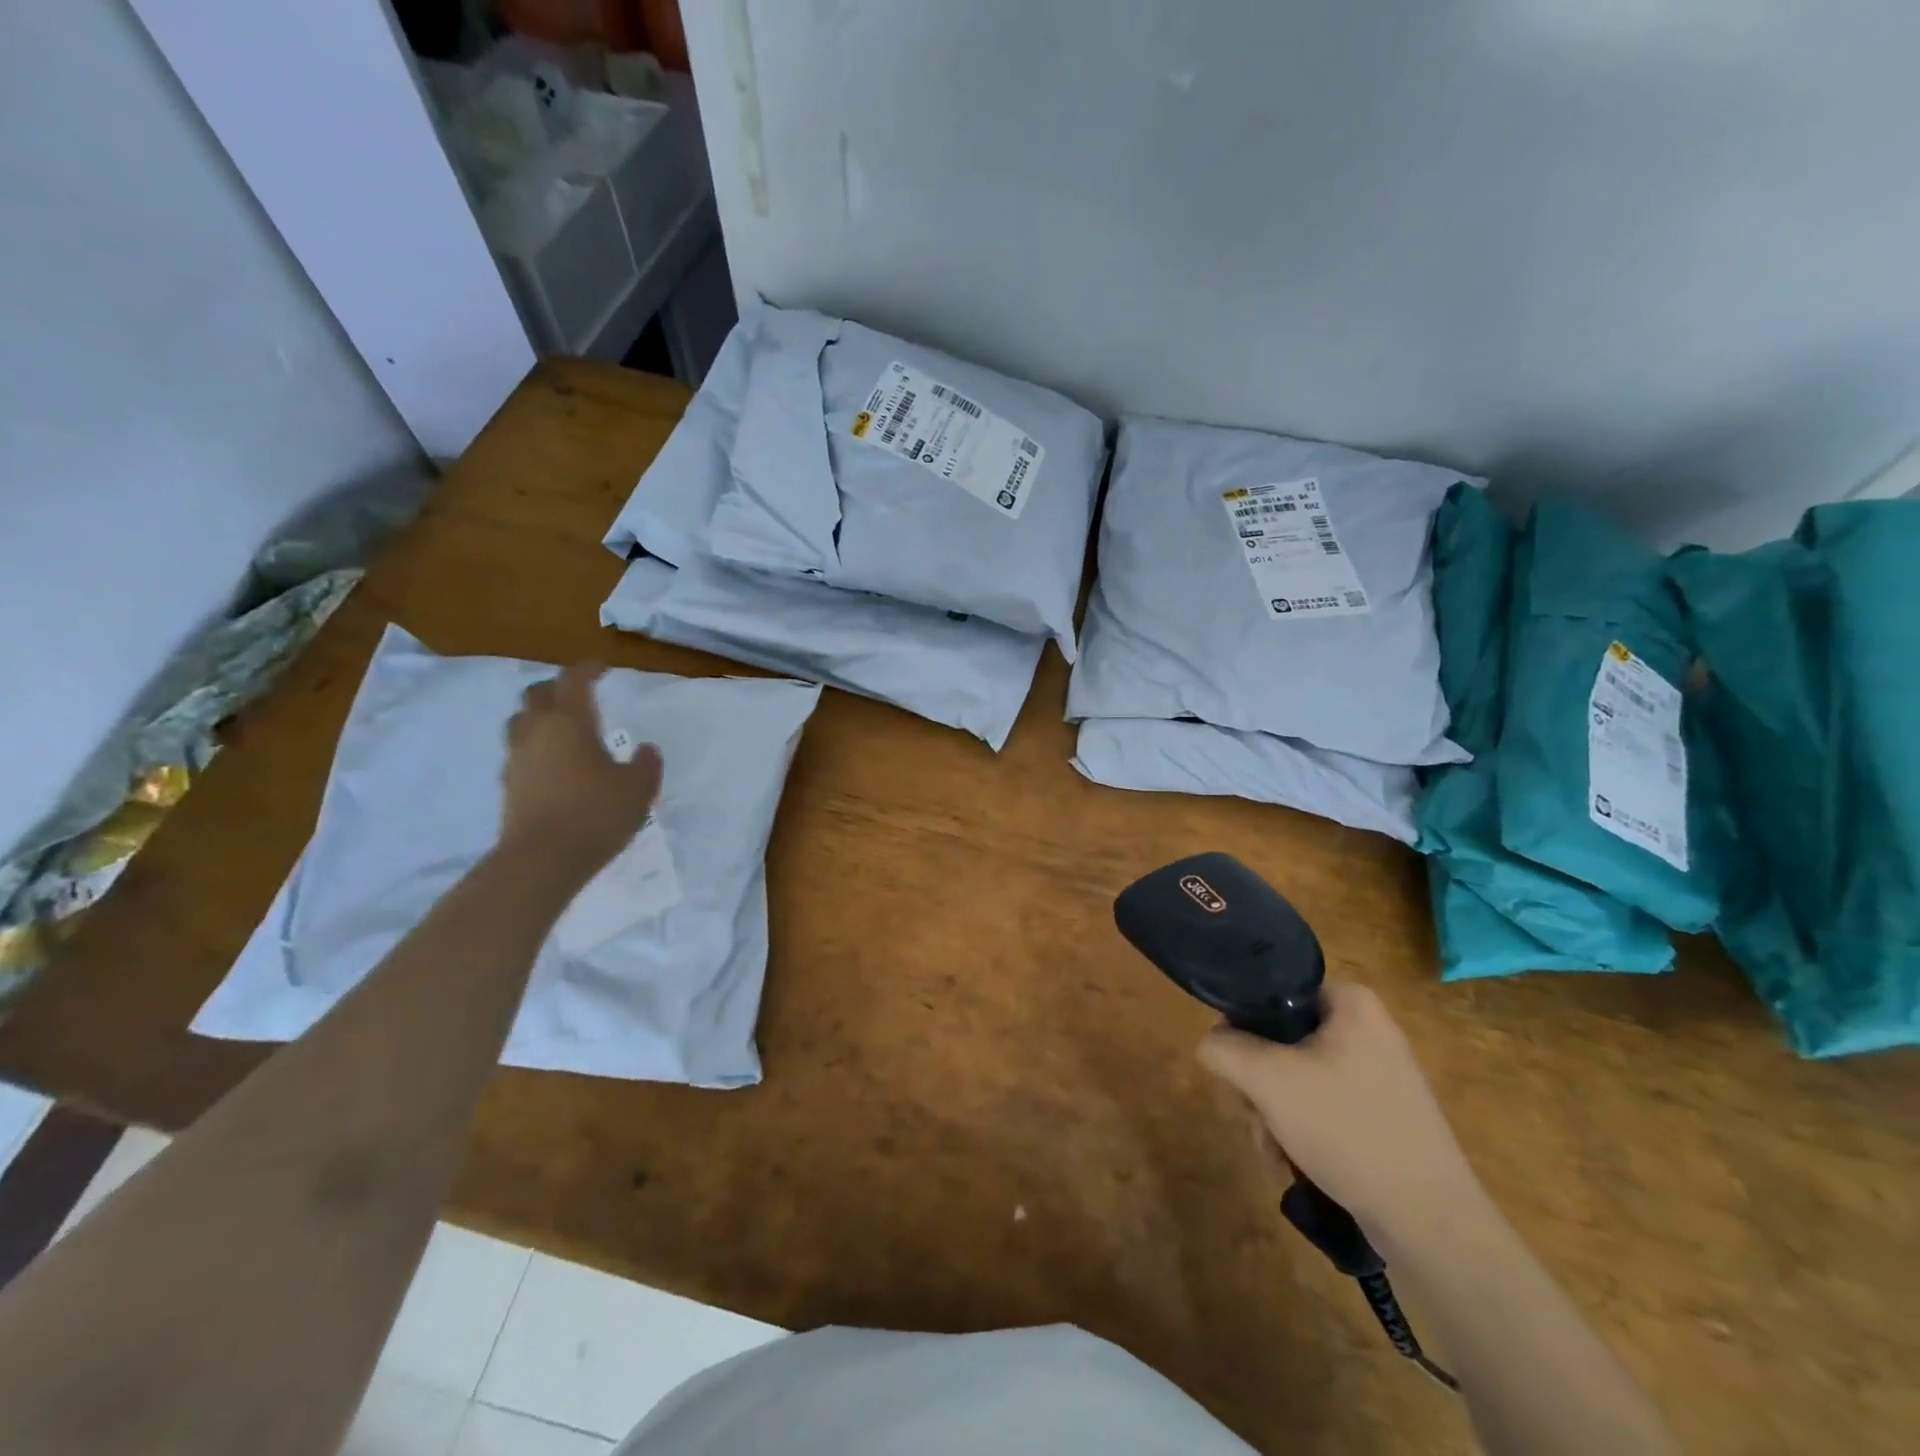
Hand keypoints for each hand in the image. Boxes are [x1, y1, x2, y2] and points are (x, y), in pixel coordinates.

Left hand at [499, 664, 662, 877]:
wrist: (542, 860)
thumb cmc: (595, 814)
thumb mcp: (638, 788)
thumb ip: (646, 764)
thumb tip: (645, 749)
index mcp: (569, 722)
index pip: (573, 680)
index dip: (587, 670)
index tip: (602, 669)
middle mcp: (537, 732)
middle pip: (536, 694)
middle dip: (556, 689)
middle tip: (578, 696)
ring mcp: (517, 758)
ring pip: (520, 722)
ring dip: (539, 717)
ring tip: (562, 729)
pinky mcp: (508, 785)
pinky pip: (519, 752)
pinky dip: (535, 748)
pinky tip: (554, 765)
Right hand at [1197, 982, 1479, 1242]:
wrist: (1431, 1222)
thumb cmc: (1347, 1129)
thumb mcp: (1267, 1079)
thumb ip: (1224, 1048)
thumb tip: (1211, 1044)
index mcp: (1350, 1002)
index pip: (1273, 991)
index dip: (1244, 1025)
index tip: (1238, 1065)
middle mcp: (1367, 1028)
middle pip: (1281, 1039)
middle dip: (1259, 1085)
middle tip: (1258, 1116)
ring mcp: (1378, 1073)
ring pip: (1296, 1077)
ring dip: (1273, 1114)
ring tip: (1276, 1150)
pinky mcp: (1382, 1113)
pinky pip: (1322, 1105)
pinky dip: (1300, 1131)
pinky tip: (1296, 1163)